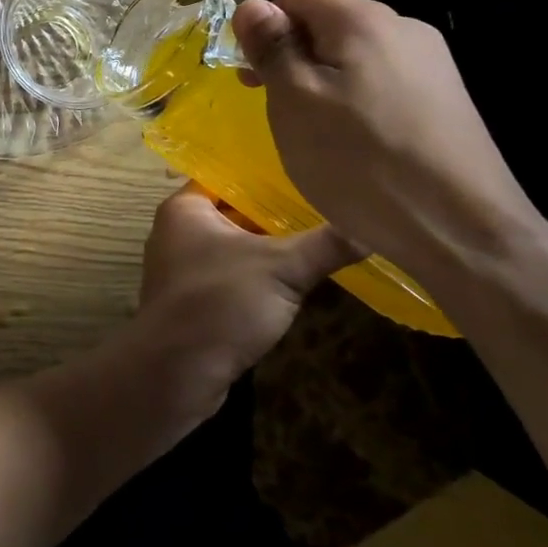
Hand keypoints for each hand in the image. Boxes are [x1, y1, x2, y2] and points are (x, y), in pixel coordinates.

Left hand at [129, 184, 357, 413]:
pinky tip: (290, 283)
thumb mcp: (281, 268)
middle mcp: (177, 231)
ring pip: (233, 247)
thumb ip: (325, 244)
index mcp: (185, 208)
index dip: (266, 176)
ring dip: (267, 250)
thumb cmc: (220, 302)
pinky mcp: (191, 300)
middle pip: (233, 212)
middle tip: (322, 208)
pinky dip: (255, 277)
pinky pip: (228, 276)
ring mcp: (181, 268)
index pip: (228, 176)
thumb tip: (372, 226)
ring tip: (316, 242)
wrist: (175, 372)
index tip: (307, 174)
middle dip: (274, 215)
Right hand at [232, 0, 547, 292]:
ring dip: (324, 84)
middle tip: (277, 110)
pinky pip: (384, 84)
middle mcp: (404, 29)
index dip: (265, 30)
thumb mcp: (295, 101)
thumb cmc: (361, 161)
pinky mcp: (447, 101)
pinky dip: (357, 104)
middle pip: (329, 25)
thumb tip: (250, 5)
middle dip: (294, 59)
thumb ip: (272, 47)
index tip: (253, 78)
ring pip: (356, 58)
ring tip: (317, 134)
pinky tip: (358, 147)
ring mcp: (433, 65)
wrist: (463, 231)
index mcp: (363, 20)